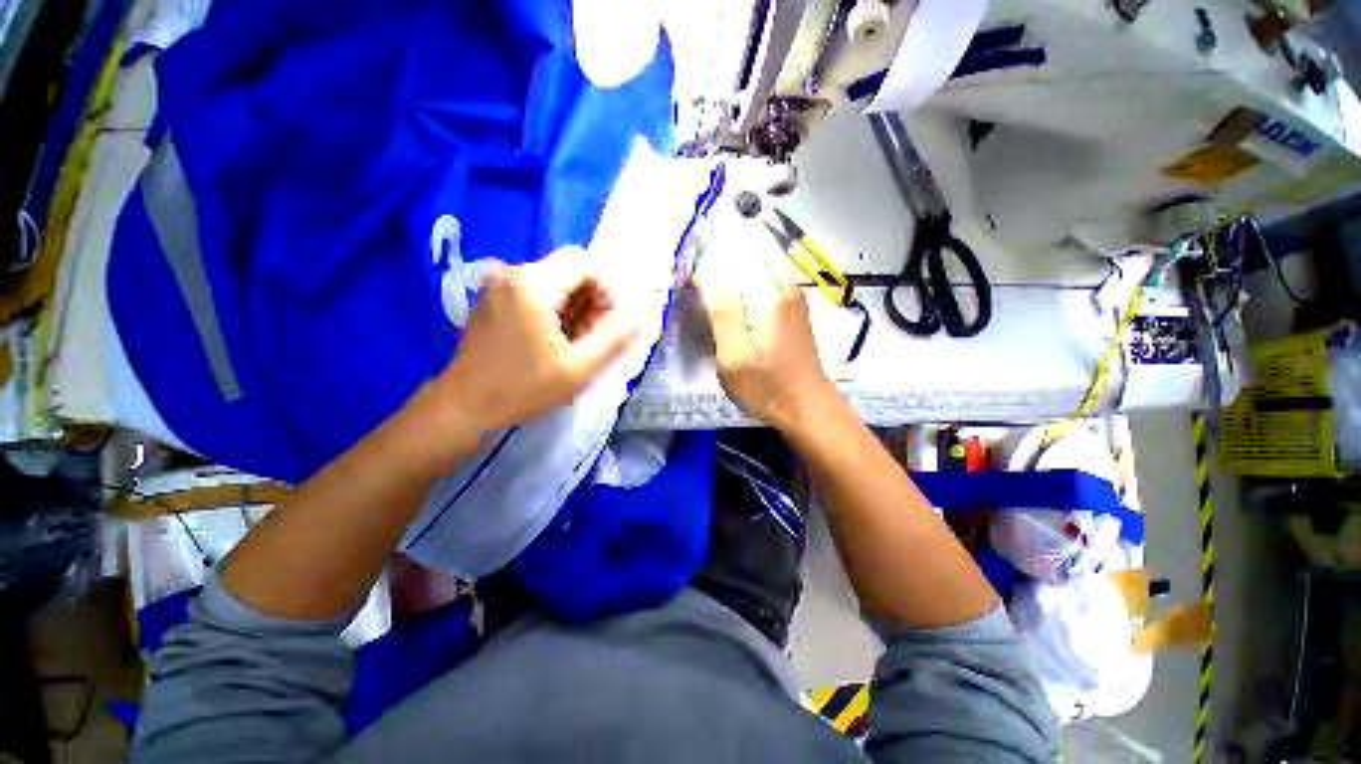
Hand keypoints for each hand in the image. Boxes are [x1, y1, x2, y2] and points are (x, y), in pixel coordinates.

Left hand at [416, 246, 637, 466]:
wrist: (463, 406)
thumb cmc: (521, 389)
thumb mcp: (578, 369)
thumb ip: (613, 339)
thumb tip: (637, 317)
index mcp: (532, 284)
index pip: (586, 263)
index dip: (607, 290)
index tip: (606, 324)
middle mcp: (513, 273)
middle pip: (571, 271)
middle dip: (591, 302)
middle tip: (591, 340)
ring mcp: (500, 284)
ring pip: (557, 282)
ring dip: (575, 309)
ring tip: (572, 345)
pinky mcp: (495, 297)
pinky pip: (538, 292)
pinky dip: (556, 311)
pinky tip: (552, 341)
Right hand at [690, 239, 832, 432]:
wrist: (804, 405)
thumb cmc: (765, 385)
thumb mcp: (734, 354)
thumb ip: (721, 310)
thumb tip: (706, 271)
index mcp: (769, 294)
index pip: (732, 256)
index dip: (707, 262)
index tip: (690, 281)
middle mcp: (785, 285)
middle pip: (749, 250)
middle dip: (721, 255)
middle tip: (699, 281)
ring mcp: (793, 294)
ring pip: (759, 261)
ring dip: (734, 265)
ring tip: (712, 287)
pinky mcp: (794, 306)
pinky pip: (767, 276)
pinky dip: (747, 278)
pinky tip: (734, 297)